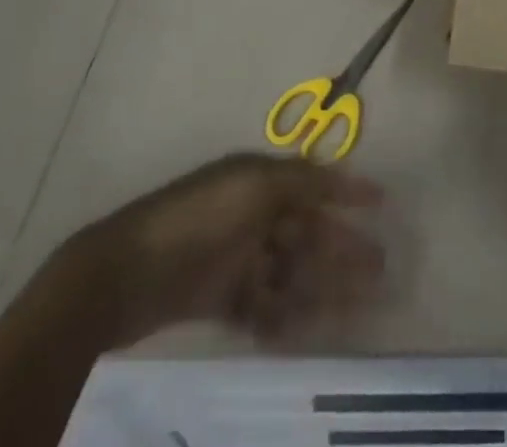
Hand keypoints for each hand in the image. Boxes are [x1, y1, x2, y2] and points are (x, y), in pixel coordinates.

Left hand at [53, 152, 383, 348]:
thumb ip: (303, 180)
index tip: (382, 202)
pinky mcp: (217, 299)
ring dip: (321, 287)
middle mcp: (251, 214)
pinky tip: (303, 331)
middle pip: (306, 232)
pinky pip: (261, 307)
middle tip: (379, 268)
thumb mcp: (256, 184)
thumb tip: (344, 175)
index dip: (347, 190)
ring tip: (354, 307)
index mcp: (259, 180)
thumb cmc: (199, 218)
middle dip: (343, 247)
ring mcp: (234, 258)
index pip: (313, 183)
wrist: (125, 275)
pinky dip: (282, 317)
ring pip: (289, 272)